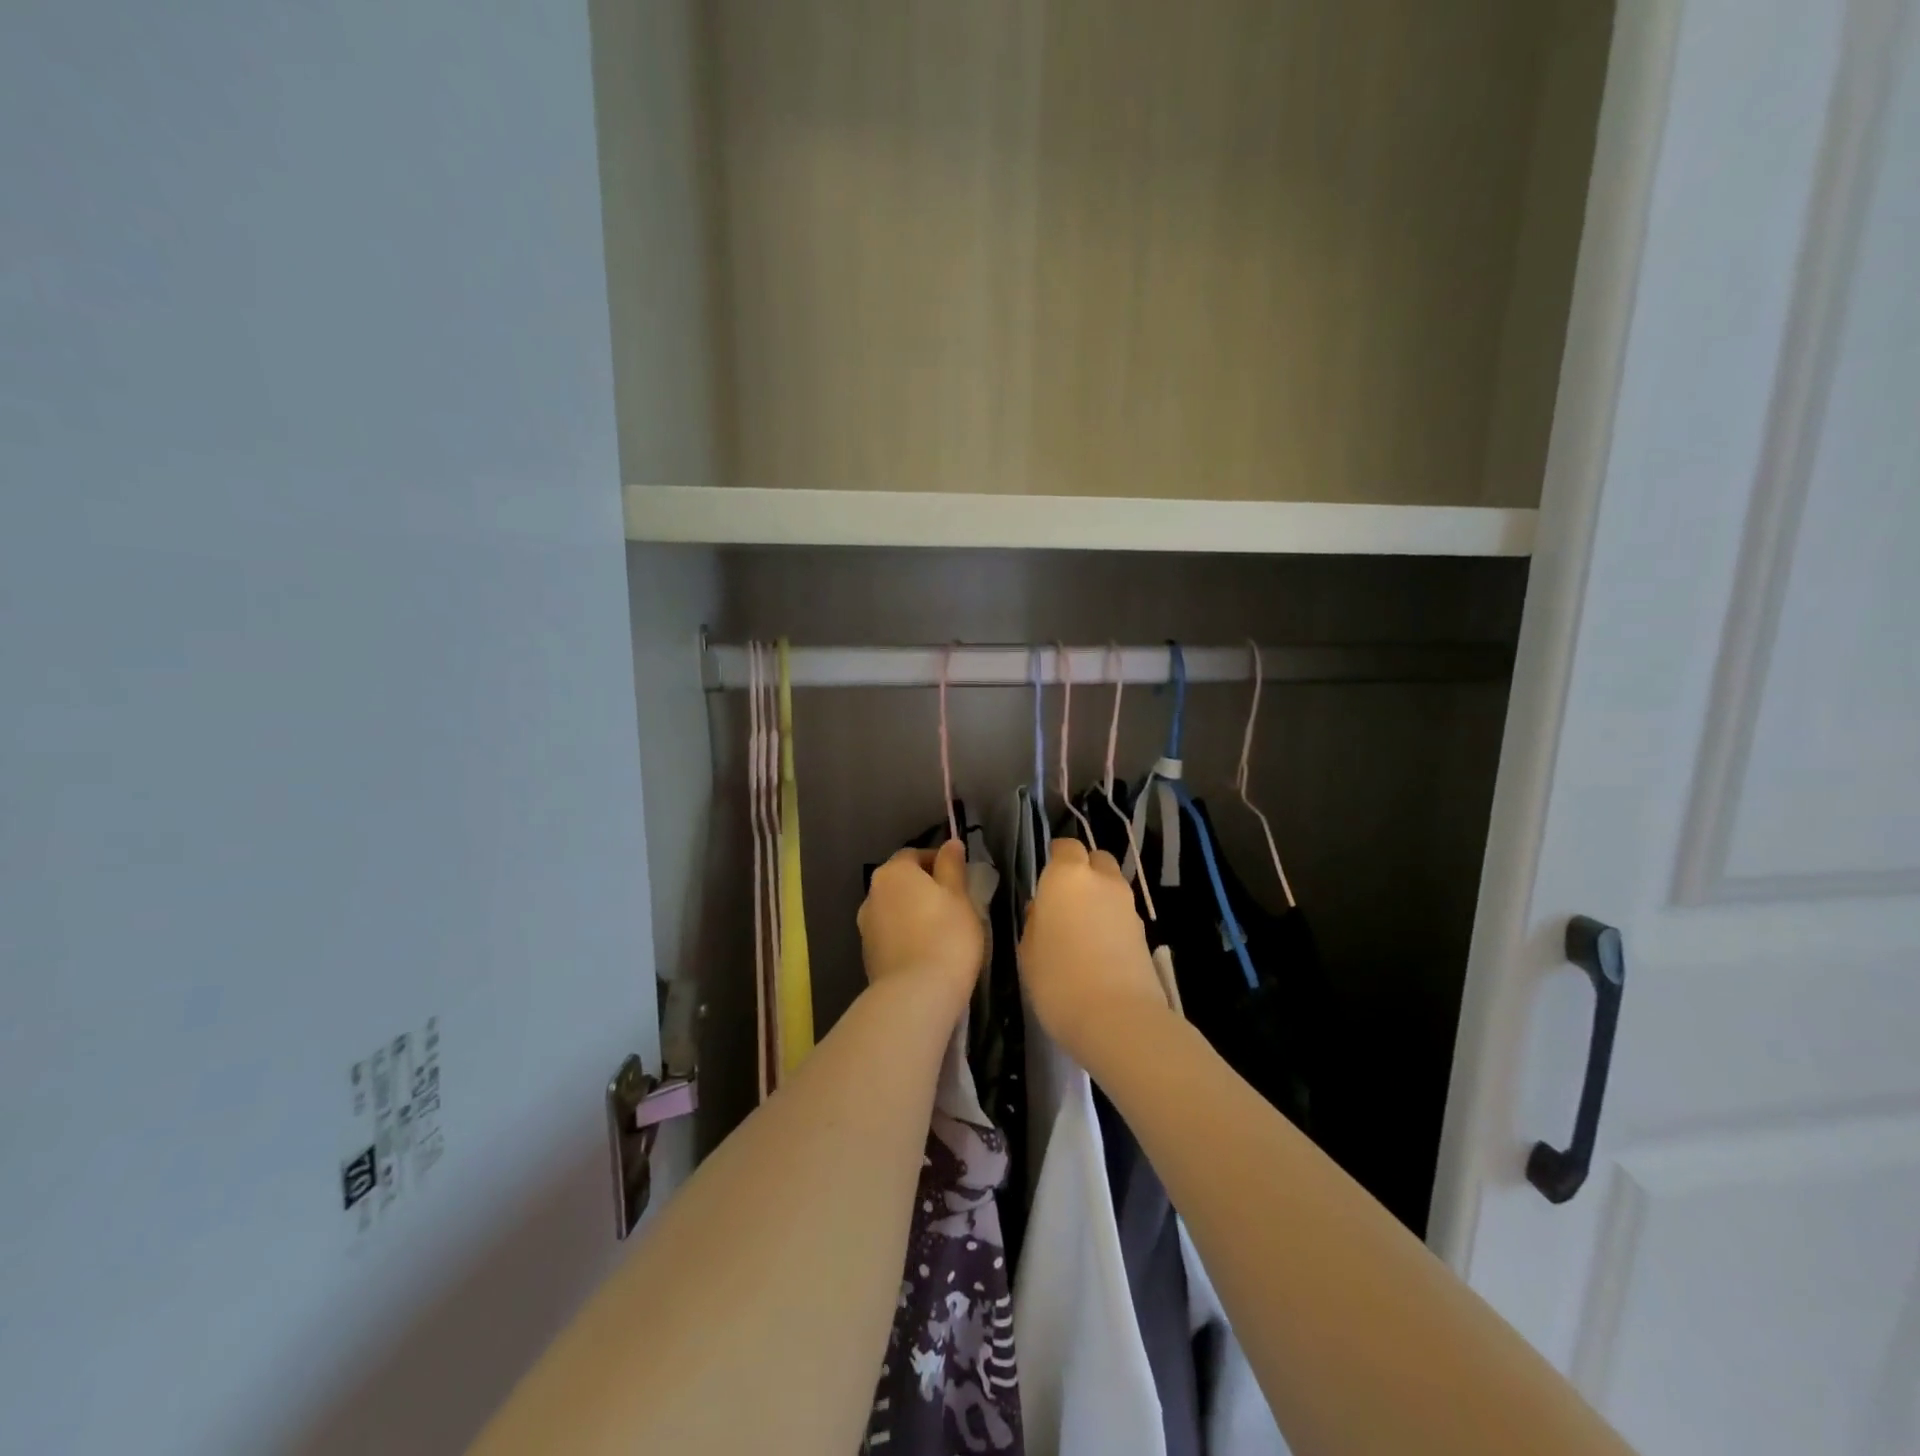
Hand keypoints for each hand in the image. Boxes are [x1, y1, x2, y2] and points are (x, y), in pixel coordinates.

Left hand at [857, 839, 983, 1003]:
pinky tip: (926, 952)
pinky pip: (891, 935)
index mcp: (893, 872)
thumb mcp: (959, 896)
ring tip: (941, 931)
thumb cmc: (946, 935)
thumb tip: (951, 843)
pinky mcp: (868, 955)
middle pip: (901, 882)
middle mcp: (872, 893)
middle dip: (924, 888)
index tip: (960, 879)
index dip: (938, 862)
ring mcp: (866, 926)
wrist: (917, 994)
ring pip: (895, 909)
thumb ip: (952, 866)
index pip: (915, 855)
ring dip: (913, 913)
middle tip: (953, 905)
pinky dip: (906, 936)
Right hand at [1018, 838, 1168, 1067]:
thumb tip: (1042, 910)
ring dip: (1099, 897)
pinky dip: (1112, 921)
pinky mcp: (1145, 932)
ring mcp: (1128, 905)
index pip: (1065, 847)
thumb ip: (1035, 922)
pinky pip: (1123, 913)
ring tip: (1082, 928)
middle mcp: (1101, 881)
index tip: (1046, 878)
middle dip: (1083, 871)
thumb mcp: (1028, 952)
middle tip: (1065, 899)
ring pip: (1113, 886)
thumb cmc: (1058, 980)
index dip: (1056, 858)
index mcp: (1067, 876)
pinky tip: (1099, 948)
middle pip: (1096, 860)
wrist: (1118, 1018)